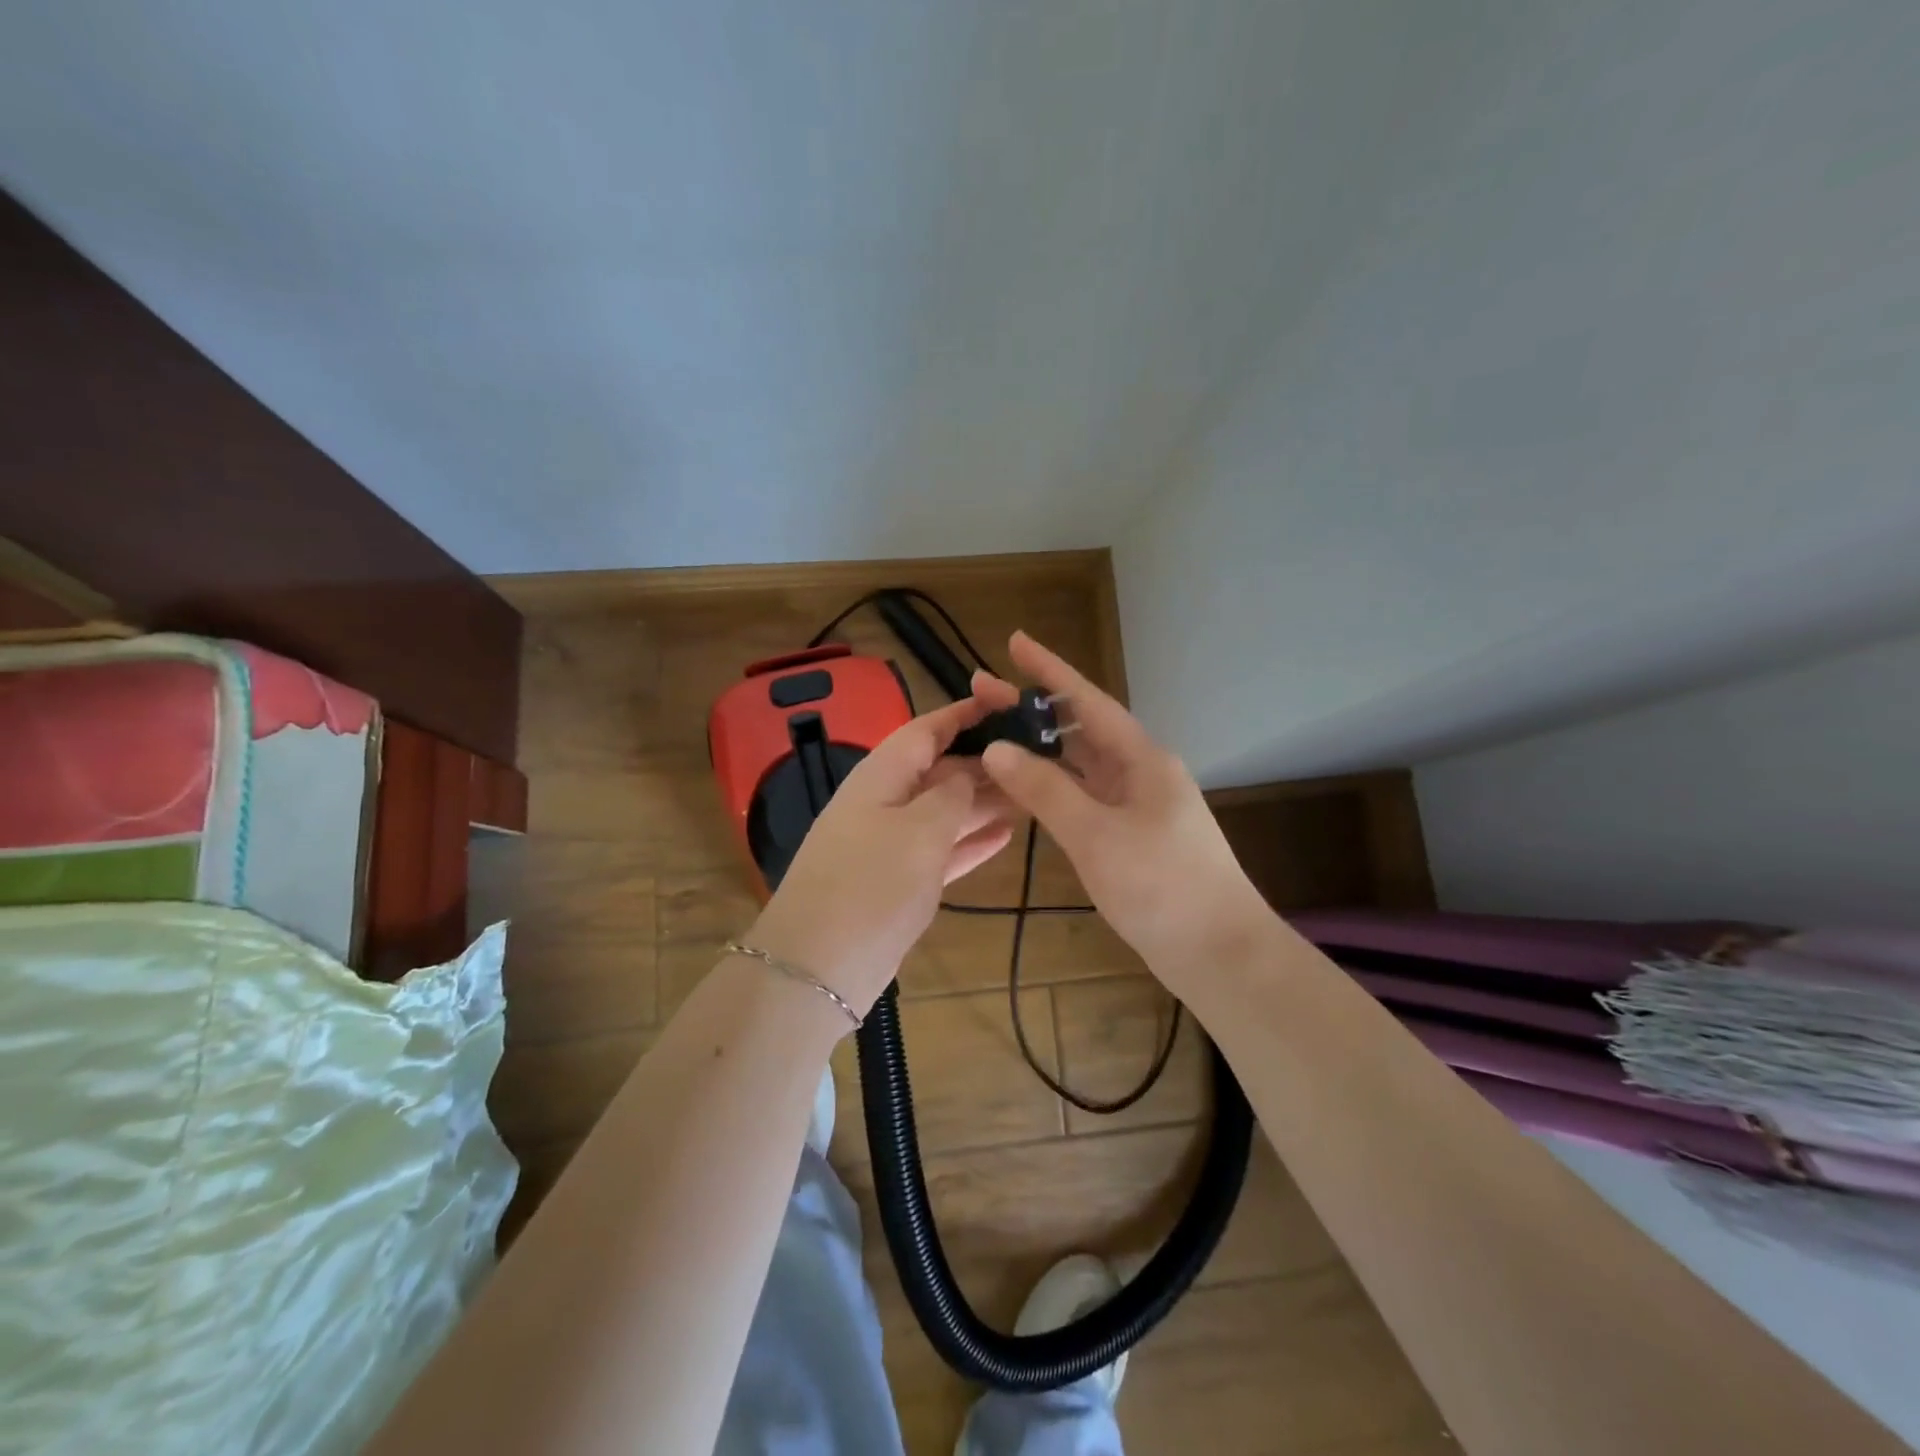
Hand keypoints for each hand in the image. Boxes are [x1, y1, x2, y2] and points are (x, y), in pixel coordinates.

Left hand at [747, 697, 1014, 1016]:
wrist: (818, 968)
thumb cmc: (871, 885)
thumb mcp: (919, 831)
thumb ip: (951, 794)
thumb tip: (968, 771)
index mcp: (881, 775)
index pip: (926, 729)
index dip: (965, 714)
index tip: (1007, 702)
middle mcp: (884, 802)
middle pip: (939, 770)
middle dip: (984, 763)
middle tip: (1037, 759)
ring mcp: (889, 844)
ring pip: (944, 811)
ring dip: (983, 803)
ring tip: (1031, 795)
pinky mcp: (897, 882)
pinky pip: (941, 850)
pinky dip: (970, 842)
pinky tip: (1005, 836)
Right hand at [973, 633, 1270, 990]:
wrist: (1220, 954)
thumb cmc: (1163, 887)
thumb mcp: (1096, 836)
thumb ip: (1045, 790)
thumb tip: (997, 749)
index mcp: (1142, 759)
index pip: (1087, 700)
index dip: (1050, 669)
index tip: (1015, 642)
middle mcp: (1139, 773)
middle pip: (1079, 730)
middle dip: (1032, 710)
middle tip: (982, 692)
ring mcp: (1135, 806)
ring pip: (1080, 766)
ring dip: (1039, 750)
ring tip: (993, 736)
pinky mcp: (1129, 837)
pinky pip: (1083, 798)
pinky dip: (1051, 789)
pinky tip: (1023, 789)